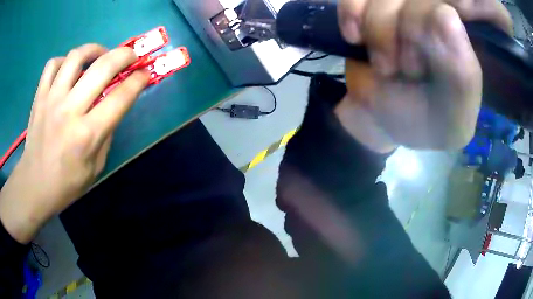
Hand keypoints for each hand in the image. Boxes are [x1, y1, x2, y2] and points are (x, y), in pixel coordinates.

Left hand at [0, 44, 148, 242]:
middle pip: (103, 67)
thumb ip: (106, 135)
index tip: (144, 74)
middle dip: (124, 55)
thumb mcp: (95, 168)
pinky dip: (64, 61)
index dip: (137, 81)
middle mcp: (70, 110)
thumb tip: (112, 108)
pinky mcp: (39, 97)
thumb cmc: (66, 184)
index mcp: (88, 134)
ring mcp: (51, 99)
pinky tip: (69, 69)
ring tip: (99, 55)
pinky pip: (53, 64)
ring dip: (94, 50)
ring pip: (76, 56)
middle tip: (130, 55)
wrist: (34, 186)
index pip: (120, 97)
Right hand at [335, 0, 511, 150]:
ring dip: (379, 30)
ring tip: (385, 66)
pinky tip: (355, 38)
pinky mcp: (369, 6)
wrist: (383, 119)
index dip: (463, 4)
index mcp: (465, 39)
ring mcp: (402, 5)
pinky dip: (351, 14)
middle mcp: (436, 12)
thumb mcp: (453, 119)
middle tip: (409, 70)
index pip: (468, 2)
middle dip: (410, 29)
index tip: (443, 30)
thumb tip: (447, 14)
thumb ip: (461, 75)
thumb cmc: (424, 122)